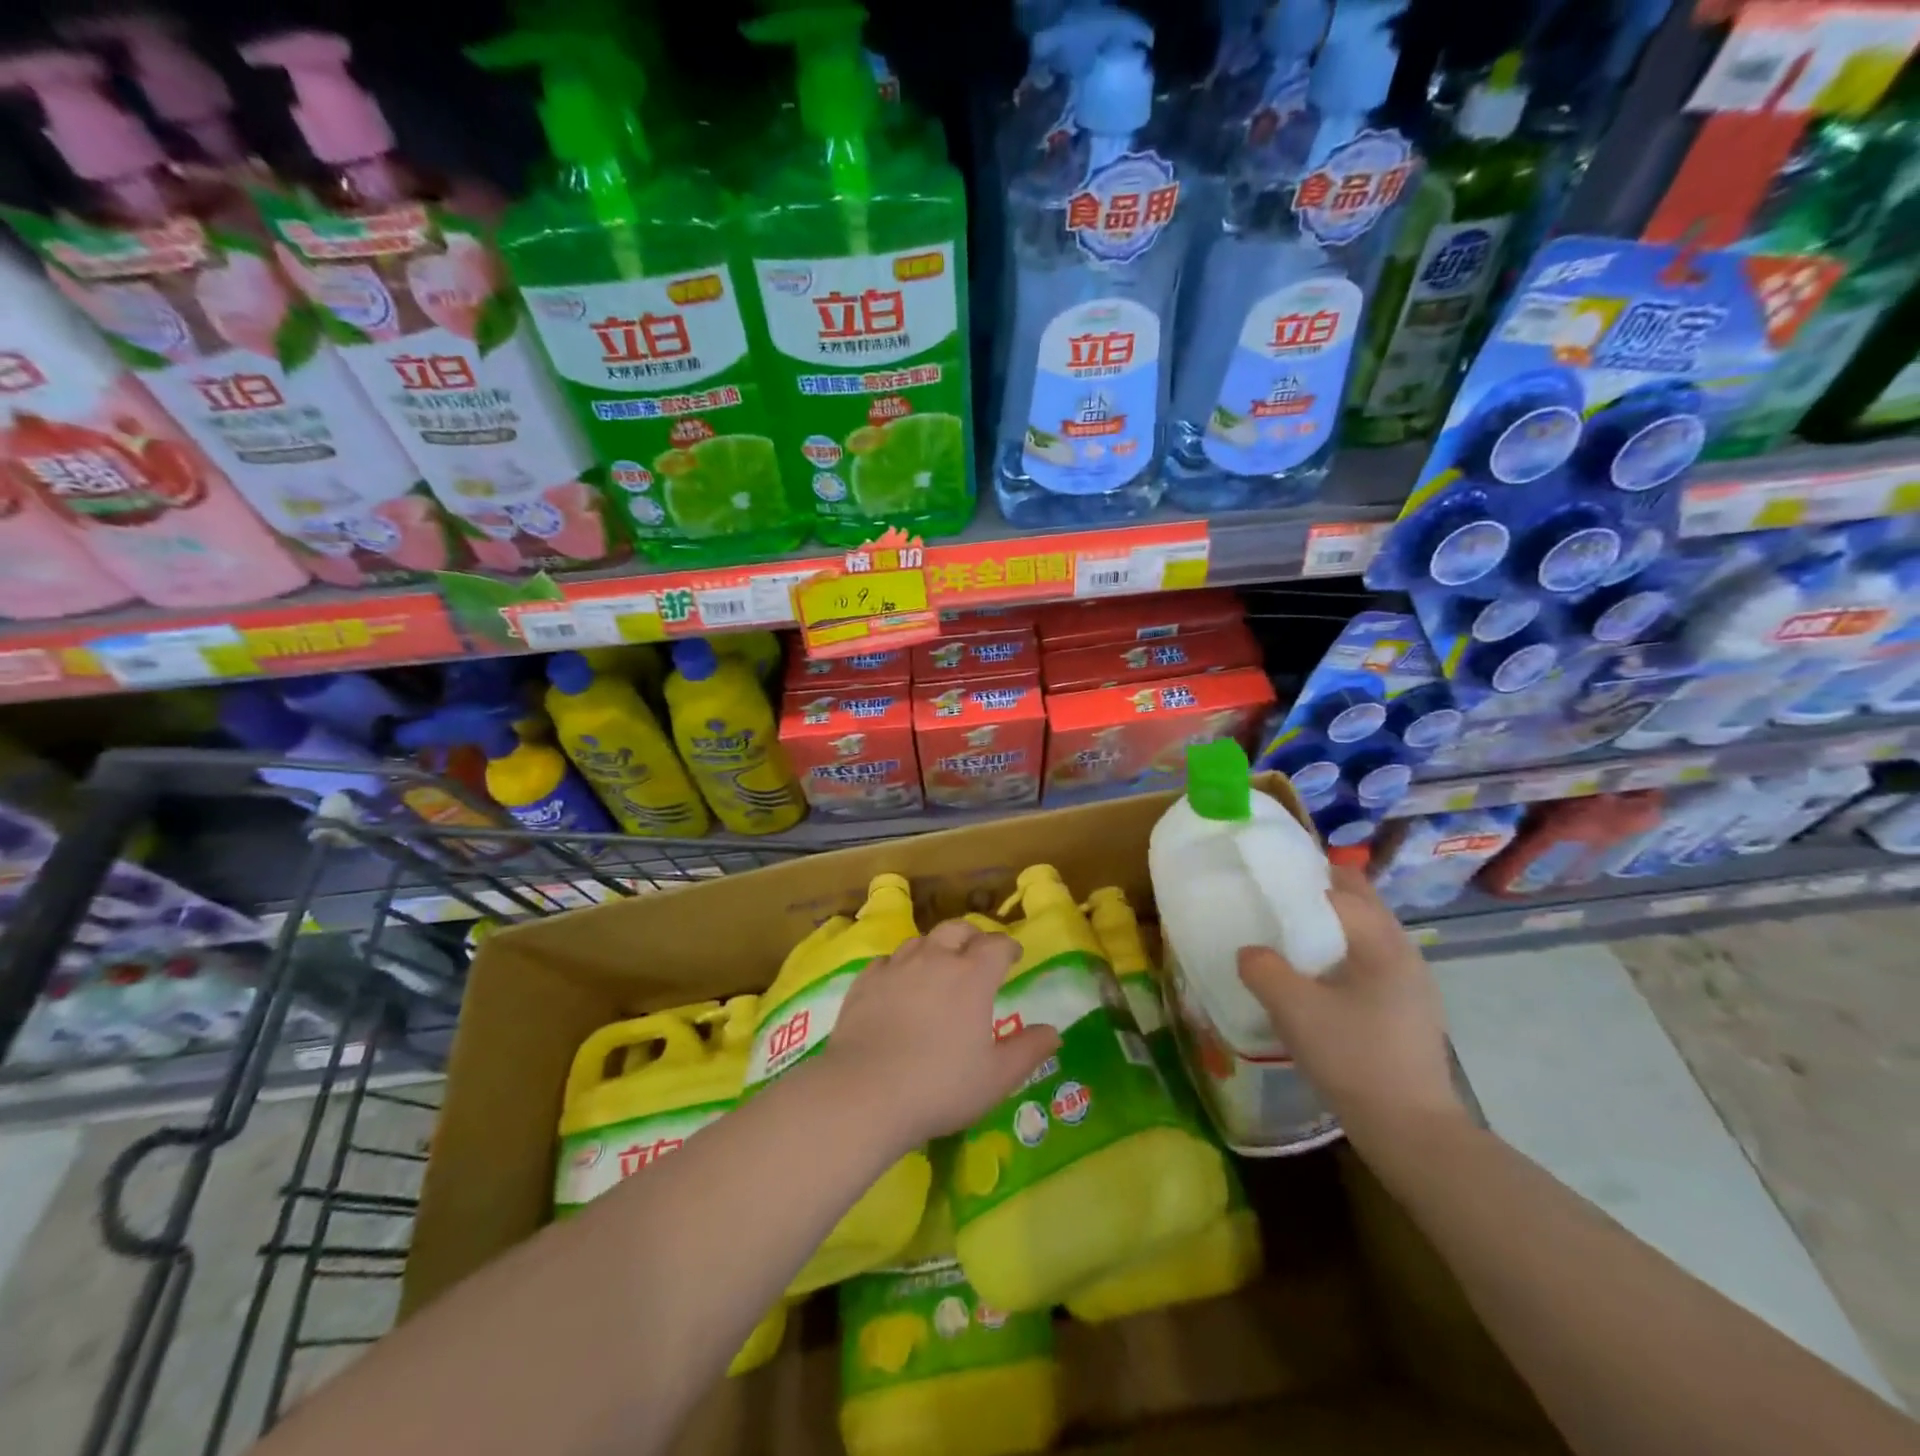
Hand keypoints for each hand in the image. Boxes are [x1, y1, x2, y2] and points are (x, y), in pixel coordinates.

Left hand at [824, 919, 1060, 1147]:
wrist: (865, 1092)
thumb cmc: (940, 1086)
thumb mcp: (996, 1078)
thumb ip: (1028, 1051)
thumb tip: (1052, 1031)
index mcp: (972, 976)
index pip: (996, 945)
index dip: (1008, 947)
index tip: (1013, 957)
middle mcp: (935, 959)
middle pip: (957, 929)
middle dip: (972, 936)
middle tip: (978, 954)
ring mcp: (896, 967)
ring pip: (920, 941)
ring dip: (936, 947)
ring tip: (939, 967)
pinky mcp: (865, 982)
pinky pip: (887, 961)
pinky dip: (900, 966)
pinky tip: (899, 983)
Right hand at [1236, 867, 1465, 1149]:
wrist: (1412, 1132)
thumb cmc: (1354, 1059)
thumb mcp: (1294, 1010)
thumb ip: (1263, 969)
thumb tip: (1249, 952)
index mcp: (1383, 944)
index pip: (1344, 888)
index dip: (1305, 877)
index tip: (1269, 878)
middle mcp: (1405, 954)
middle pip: (1363, 904)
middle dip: (1321, 895)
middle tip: (1276, 902)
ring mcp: (1413, 985)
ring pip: (1368, 935)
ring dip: (1333, 927)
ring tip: (1291, 938)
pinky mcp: (1410, 1012)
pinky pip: (1372, 963)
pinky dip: (1344, 955)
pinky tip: (1319, 981)